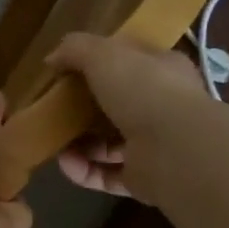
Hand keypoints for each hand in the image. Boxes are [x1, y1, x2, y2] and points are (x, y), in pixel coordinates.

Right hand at [46, 34, 216, 201]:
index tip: (68, 71)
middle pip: (114, 106)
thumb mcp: (104, 53)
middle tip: (55, 110)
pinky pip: (105, 174)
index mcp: (162, 70)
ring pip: (108, 143)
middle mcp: (162, 107)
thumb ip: (75, 49)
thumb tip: (52, 59)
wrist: (176, 148)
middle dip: (82, 110)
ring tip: (55, 142)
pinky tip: (65, 163)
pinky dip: (83, 170)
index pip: (130, 63)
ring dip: (78, 143)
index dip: (99, 64)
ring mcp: (154, 145)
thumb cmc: (144, 89)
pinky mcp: (143, 178)